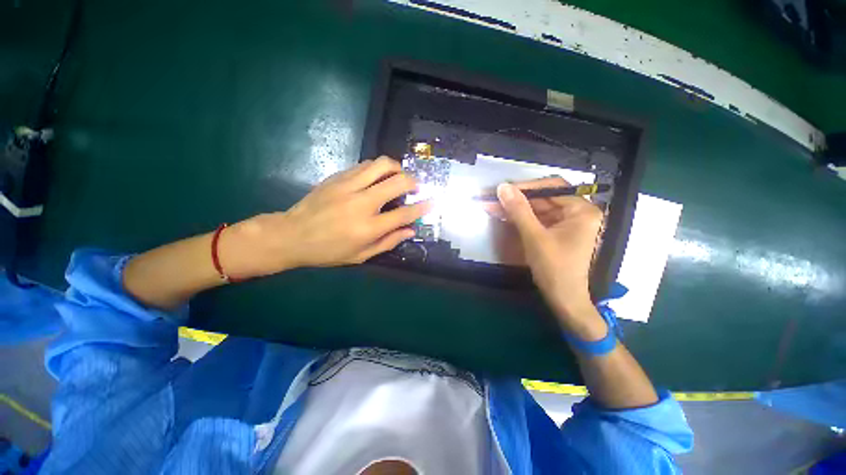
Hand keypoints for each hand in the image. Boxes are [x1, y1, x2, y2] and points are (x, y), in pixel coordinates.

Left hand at [219, 157, 430, 278]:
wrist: (291, 235)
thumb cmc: (328, 251)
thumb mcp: (360, 256)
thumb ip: (388, 242)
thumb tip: (410, 231)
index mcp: (368, 228)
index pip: (403, 214)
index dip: (421, 207)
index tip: (431, 202)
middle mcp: (361, 203)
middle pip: (397, 182)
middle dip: (413, 182)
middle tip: (416, 187)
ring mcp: (348, 186)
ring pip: (381, 165)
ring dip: (397, 168)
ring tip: (399, 176)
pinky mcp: (337, 177)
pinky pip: (364, 165)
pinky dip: (378, 168)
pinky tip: (378, 176)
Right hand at [490, 177, 602, 320]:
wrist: (563, 299)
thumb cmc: (554, 268)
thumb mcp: (534, 237)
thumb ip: (519, 210)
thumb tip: (502, 187)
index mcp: (582, 210)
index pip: (552, 188)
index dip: (526, 187)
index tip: (503, 190)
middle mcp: (578, 212)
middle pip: (543, 198)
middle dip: (517, 199)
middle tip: (493, 198)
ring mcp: (567, 223)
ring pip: (538, 208)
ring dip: (516, 208)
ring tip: (492, 206)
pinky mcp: (557, 232)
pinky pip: (537, 219)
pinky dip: (521, 218)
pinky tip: (504, 215)